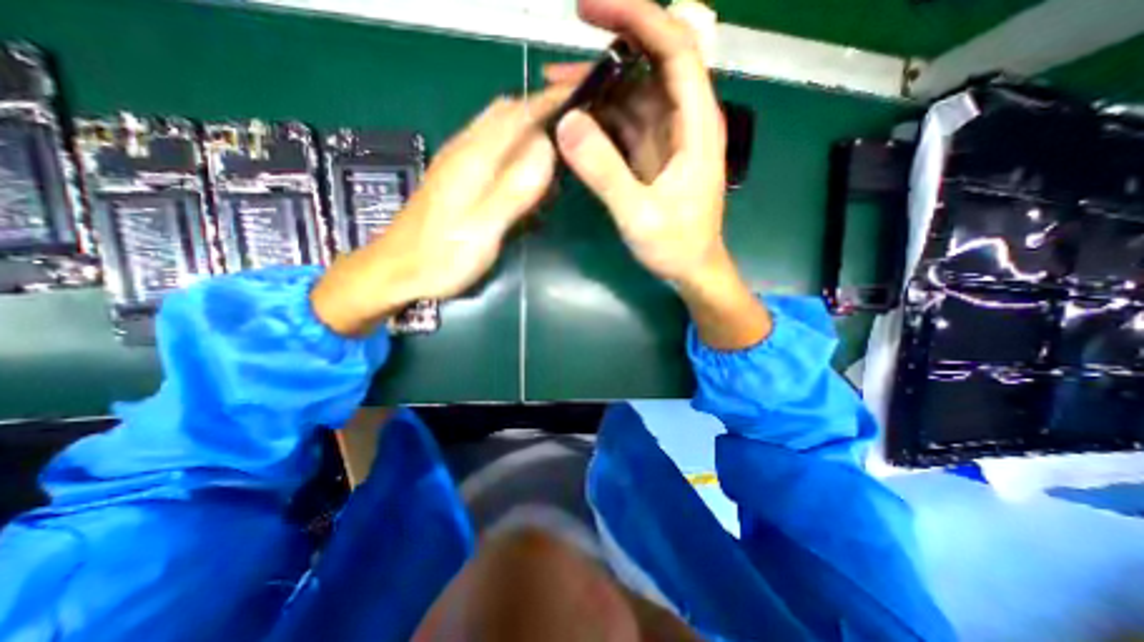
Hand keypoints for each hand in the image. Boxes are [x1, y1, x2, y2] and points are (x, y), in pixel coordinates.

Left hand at [310, 86, 571, 336]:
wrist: (396, 269)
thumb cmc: (442, 256)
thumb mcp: (483, 229)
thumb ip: (514, 190)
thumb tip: (546, 150)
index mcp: (473, 158)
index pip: (518, 113)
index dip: (550, 103)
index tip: (581, 101)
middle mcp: (464, 149)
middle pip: (506, 112)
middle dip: (540, 112)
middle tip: (570, 134)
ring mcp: (456, 162)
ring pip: (497, 129)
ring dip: (527, 131)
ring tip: (554, 154)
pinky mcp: (455, 177)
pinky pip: (490, 148)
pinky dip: (513, 149)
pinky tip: (523, 174)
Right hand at [553, 0, 772, 347]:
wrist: (692, 269)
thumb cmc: (676, 246)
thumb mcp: (638, 215)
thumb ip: (604, 172)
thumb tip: (566, 124)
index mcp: (695, 125)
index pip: (675, 48)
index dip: (637, 18)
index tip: (588, 10)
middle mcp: (684, 121)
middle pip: (651, 64)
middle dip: (608, 49)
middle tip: (559, 61)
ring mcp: (667, 138)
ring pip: (633, 95)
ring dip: (597, 90)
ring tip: (555, 93)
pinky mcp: (653, 155)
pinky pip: (626, 123)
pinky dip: (600, 118)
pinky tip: (575, 123)